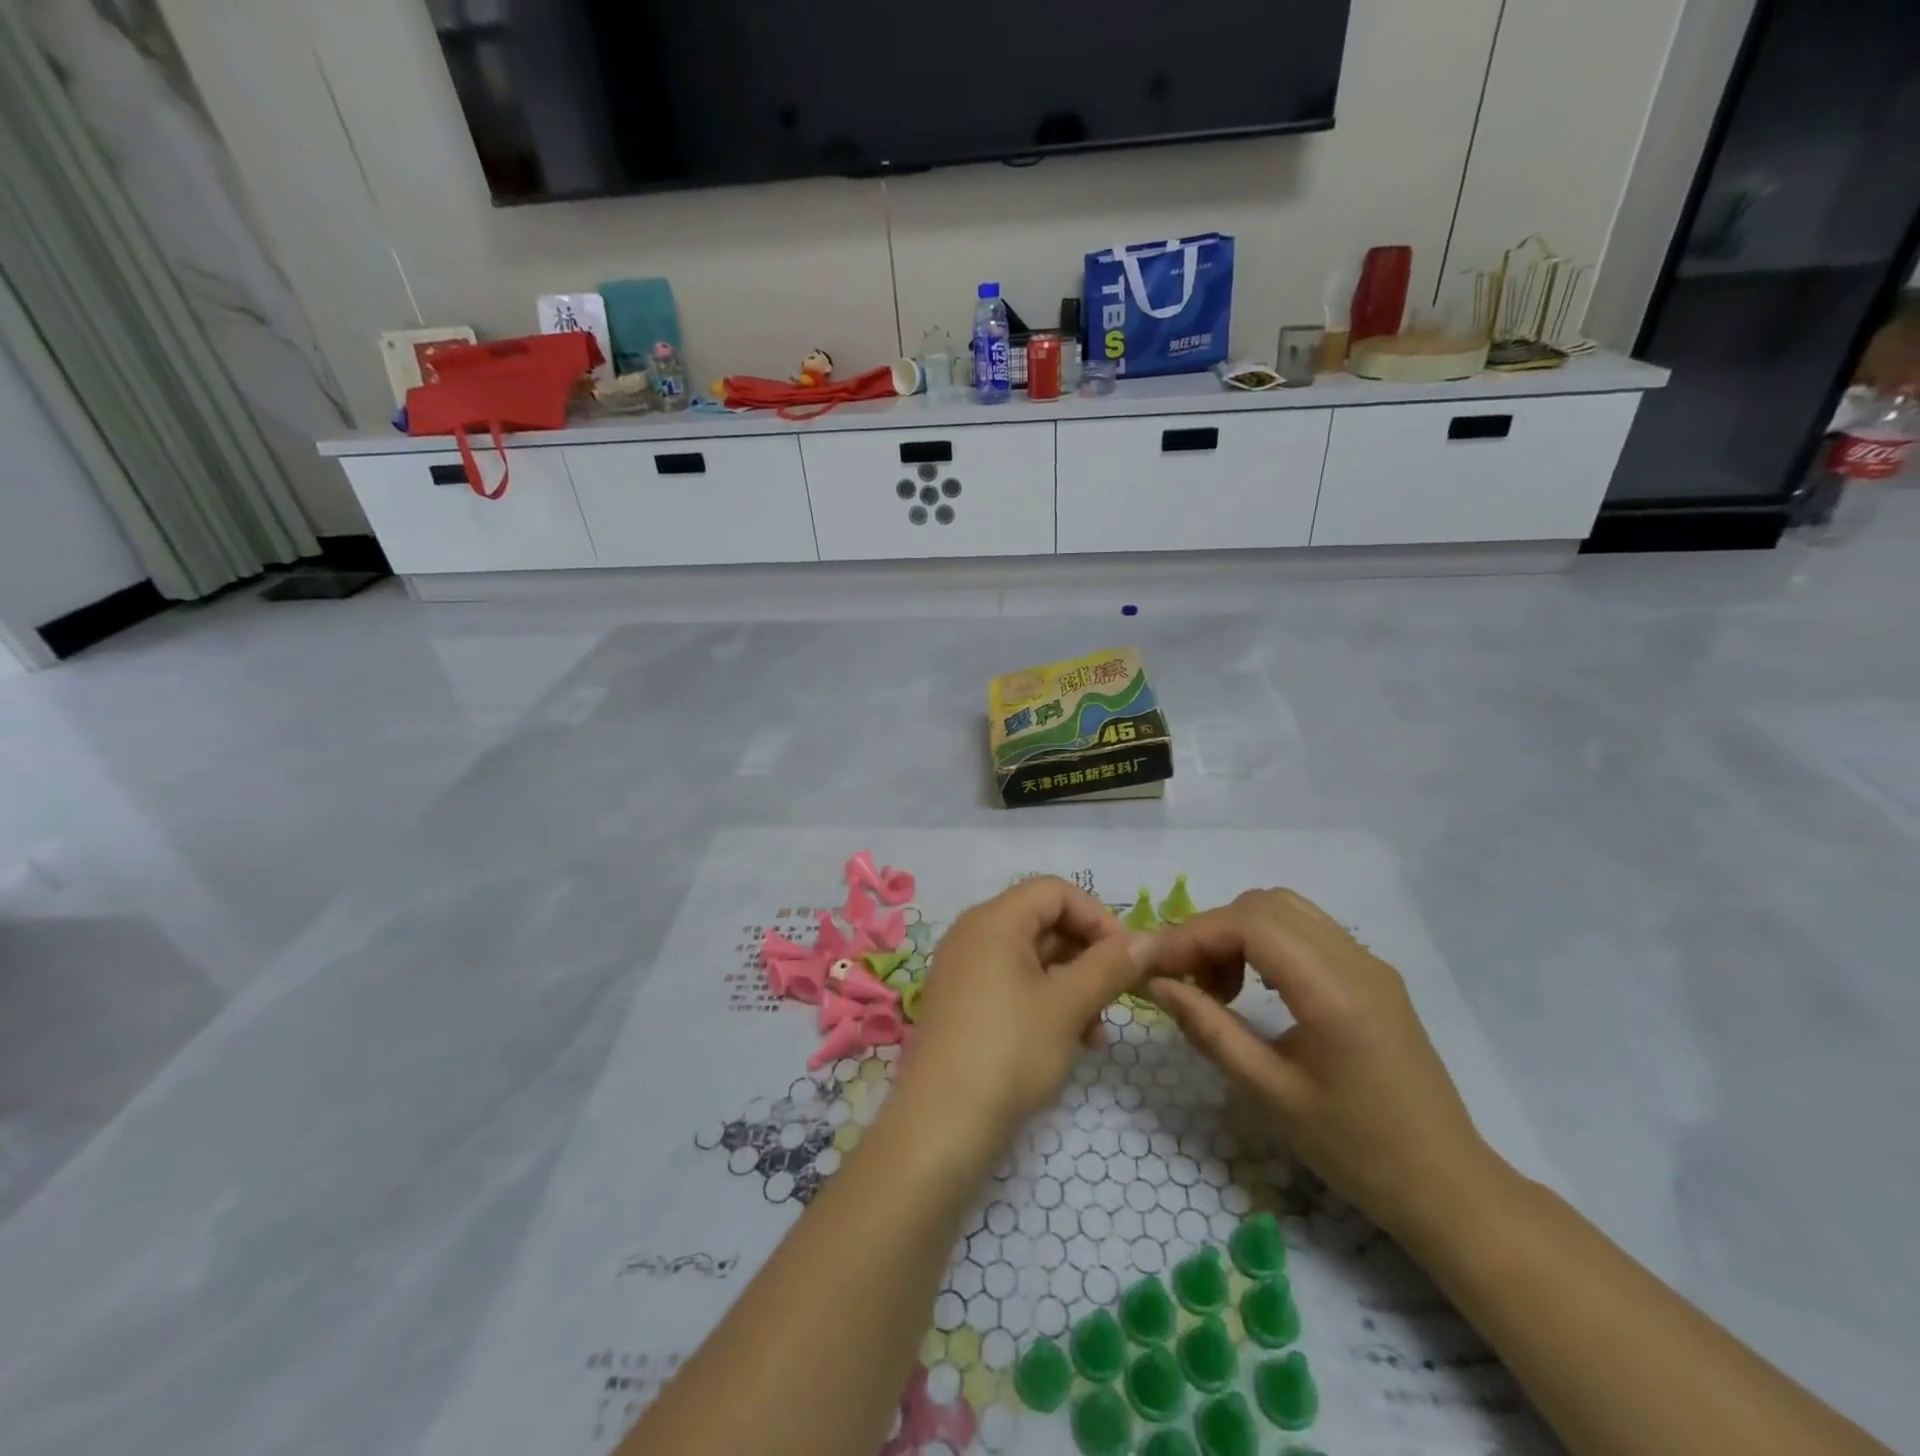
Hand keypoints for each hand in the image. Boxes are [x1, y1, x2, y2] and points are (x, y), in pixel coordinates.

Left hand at [893, 878, 1145, 1158]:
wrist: (942, 1125)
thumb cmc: (1010, 1050)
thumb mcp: (1068, 1005)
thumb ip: (1110, 965)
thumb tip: (1149, 939)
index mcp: (994, 919)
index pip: (1054, 891)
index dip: (1097, 916)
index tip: (1127, 958)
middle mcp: (974, 934)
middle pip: (1043, 922)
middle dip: (1087, 956)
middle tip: (1118, 997)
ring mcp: (964, 970)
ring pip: (1032, 959)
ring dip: (1072, 986)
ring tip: (1097, 1034)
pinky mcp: (963, 1004)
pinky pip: (1013, 985)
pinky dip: (1046, 1003)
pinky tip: (1072, 1043)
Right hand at [1143, 889, 1502, 1239]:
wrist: (1447, 1186)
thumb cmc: (1356, 1150)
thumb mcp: (1270, 1095)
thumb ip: (1209, 1030)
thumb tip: (1158, 985)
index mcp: (1334, 991)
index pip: (1250, 924)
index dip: (1193, 934)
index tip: (1155, 965)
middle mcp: (1356, 960)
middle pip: (1264, 905)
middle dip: (1212, 931)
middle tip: (1185, 979)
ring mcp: (1369, 963)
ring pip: (1285, 910)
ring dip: (1238, 932)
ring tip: (1218, 985)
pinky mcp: (1373, 974)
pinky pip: (1306, 930)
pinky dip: (1266, 941)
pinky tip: (1255, 986)